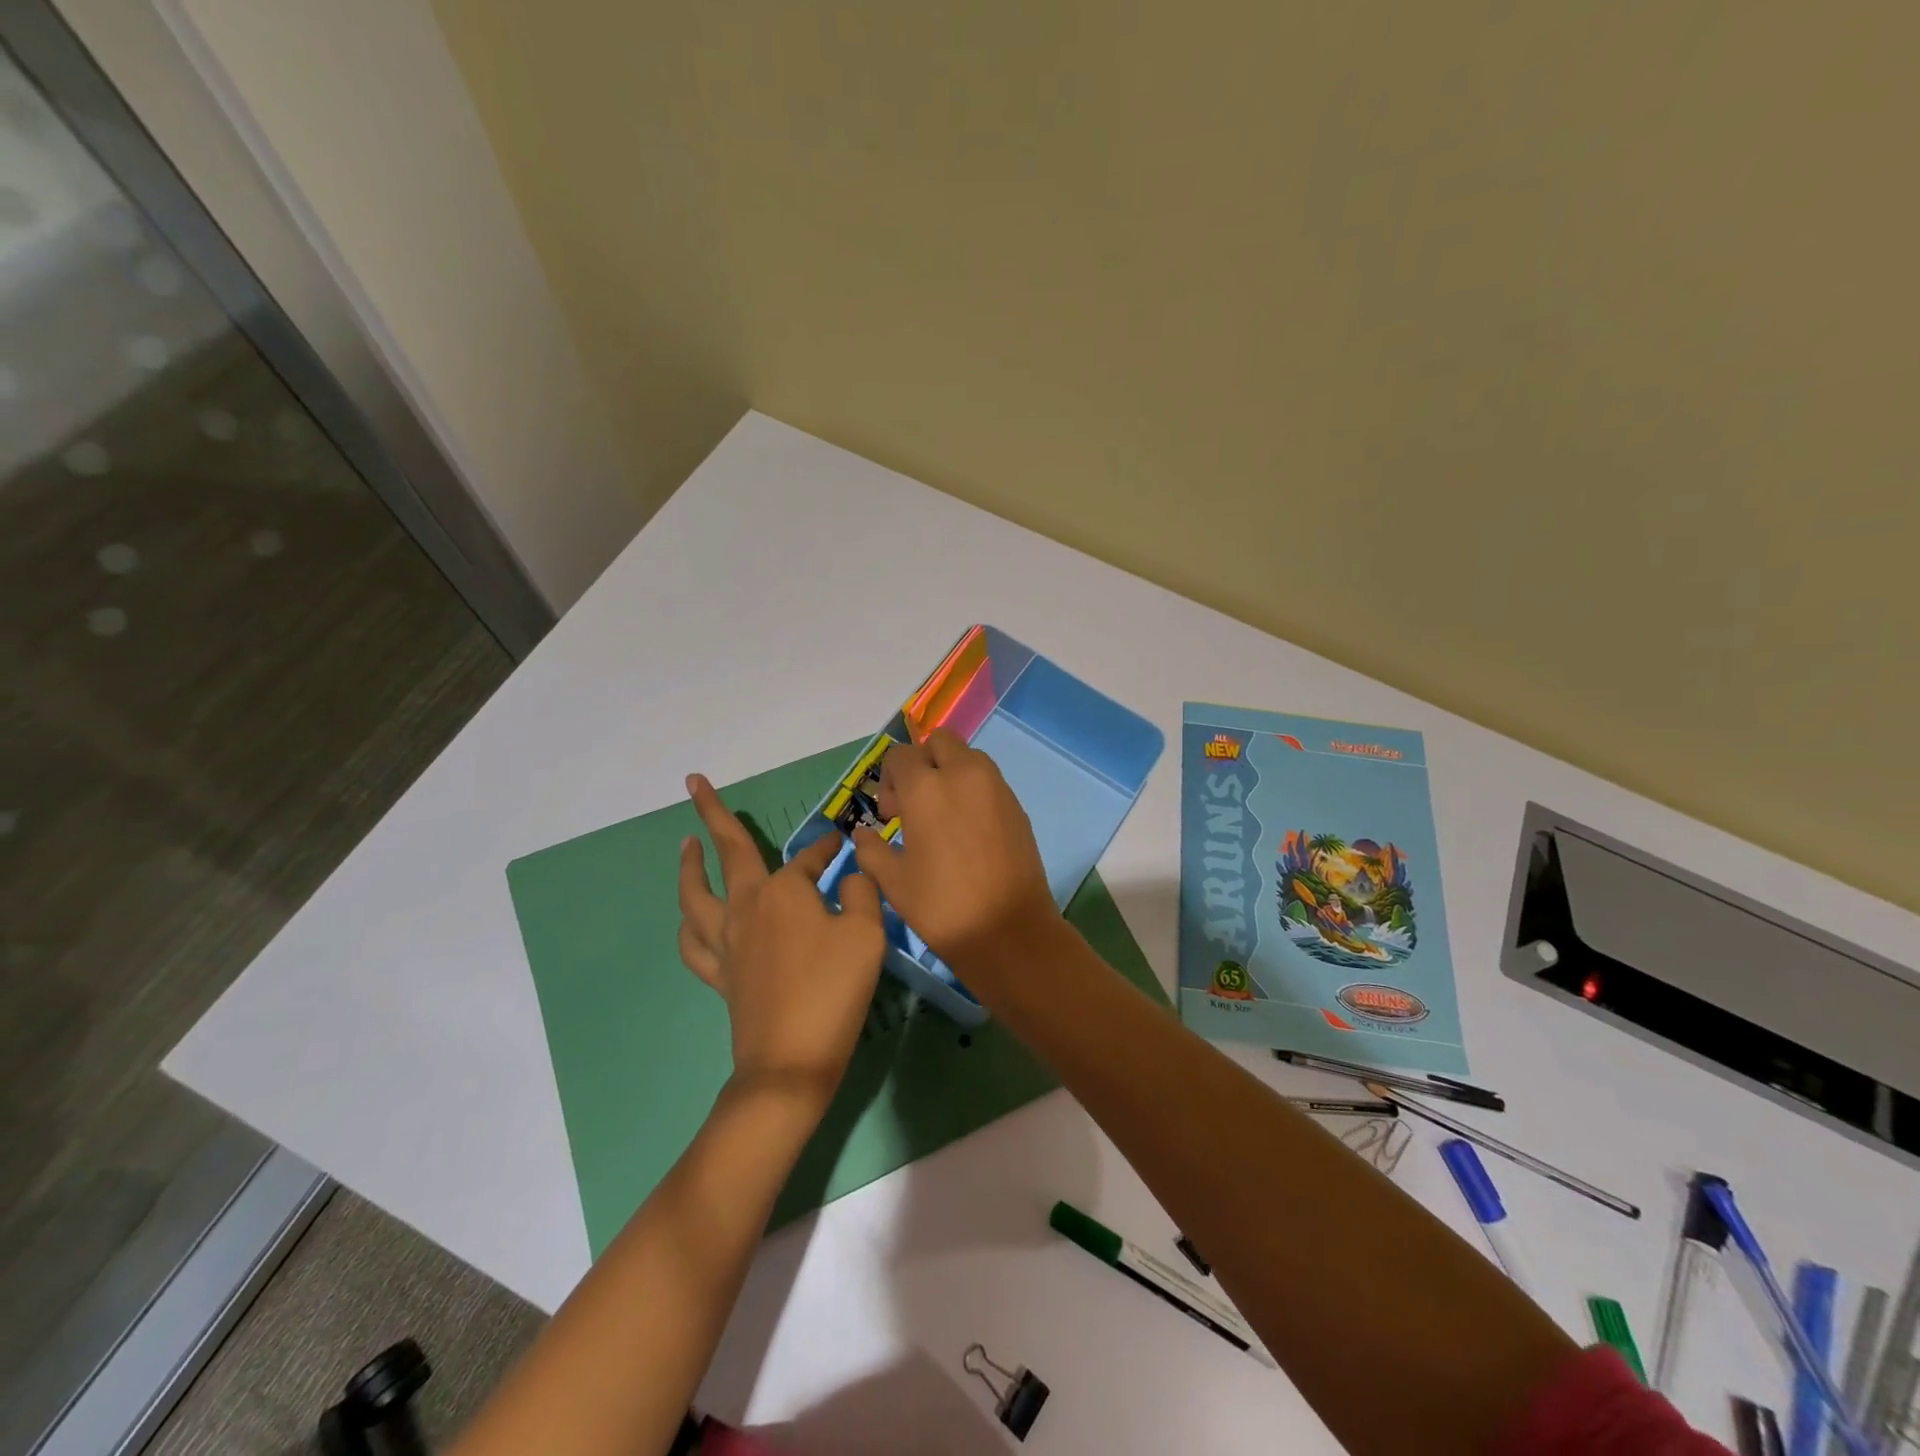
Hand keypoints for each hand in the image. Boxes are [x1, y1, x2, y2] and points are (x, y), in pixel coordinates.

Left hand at [678, 774, 885, 1098]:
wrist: (791, 1061)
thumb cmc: (834, 989)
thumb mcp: (867, 934)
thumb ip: (863, 893)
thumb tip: (852, 875)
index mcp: (784, 890)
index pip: (810, 857)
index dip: (828, 847)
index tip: (842, 841)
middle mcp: (748, 906)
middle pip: (727, 852)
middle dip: (712, 813)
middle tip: (694, 783)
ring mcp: (727, 941)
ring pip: (695, 894)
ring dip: (689, 864)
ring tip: (686, 844)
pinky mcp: (720, 974)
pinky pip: (693, 943)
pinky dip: (689, 924)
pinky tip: (689, 917)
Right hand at [850, 728, 1060, 973]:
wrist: (1009, 931)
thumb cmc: (942, 906)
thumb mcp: (893, 882)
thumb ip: (871, 849)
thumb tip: (863, 834)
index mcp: (926, 788)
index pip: (900, 756)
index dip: (889, 780)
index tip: (890, 816)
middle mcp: (963, 774)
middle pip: (939, 743)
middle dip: (922, 764)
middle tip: (915, 804)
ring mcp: (996, 786)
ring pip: (967, 757)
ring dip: (950, 772)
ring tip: (942, 817)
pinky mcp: (1016, 804)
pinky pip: (988, 780)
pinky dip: (972, 790)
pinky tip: (967, 831)